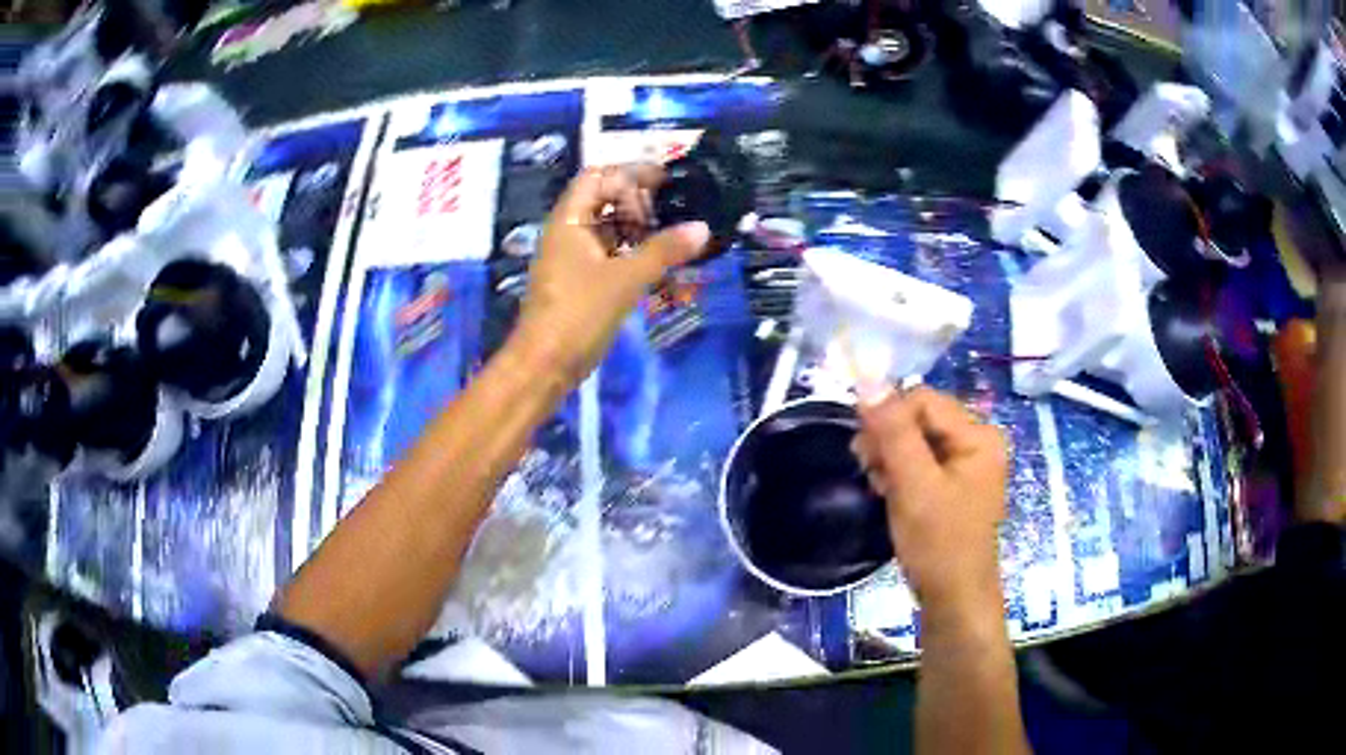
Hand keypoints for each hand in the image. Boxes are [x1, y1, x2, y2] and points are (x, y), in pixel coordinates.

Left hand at [511, 165, 710, 389]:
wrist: (543, 365)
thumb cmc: (578, 314)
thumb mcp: (625, 279)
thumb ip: (664, 251)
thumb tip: (702, 228)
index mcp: (569, 220)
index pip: (599, 177)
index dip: (631, 173)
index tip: (668, 180)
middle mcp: (568, 232)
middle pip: (603, 200)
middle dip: (638, 201)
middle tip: (672, 213)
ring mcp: (572, 258)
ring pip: (608, 229)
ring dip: (638, 228)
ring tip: (672, 237)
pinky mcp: (580, 281)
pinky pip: (609, 254)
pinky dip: (632, 252)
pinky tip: (658, 263)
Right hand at [852, 386, 1008, 619]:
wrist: (954, 599)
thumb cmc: (939, 543)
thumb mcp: (913, 484)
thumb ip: (892, 431)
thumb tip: (868, 379)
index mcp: (979, 435)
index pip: (923, 400)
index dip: (888, 417)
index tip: (862, 449)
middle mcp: (978, 441)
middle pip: (921, 418)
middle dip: (889, 439)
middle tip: (867, 468)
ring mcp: (969, 464)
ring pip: (917, 440)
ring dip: (891, 456)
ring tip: (878, 485)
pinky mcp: (956, 484)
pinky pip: (922, 461)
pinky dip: (901, 472)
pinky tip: (888, 491)